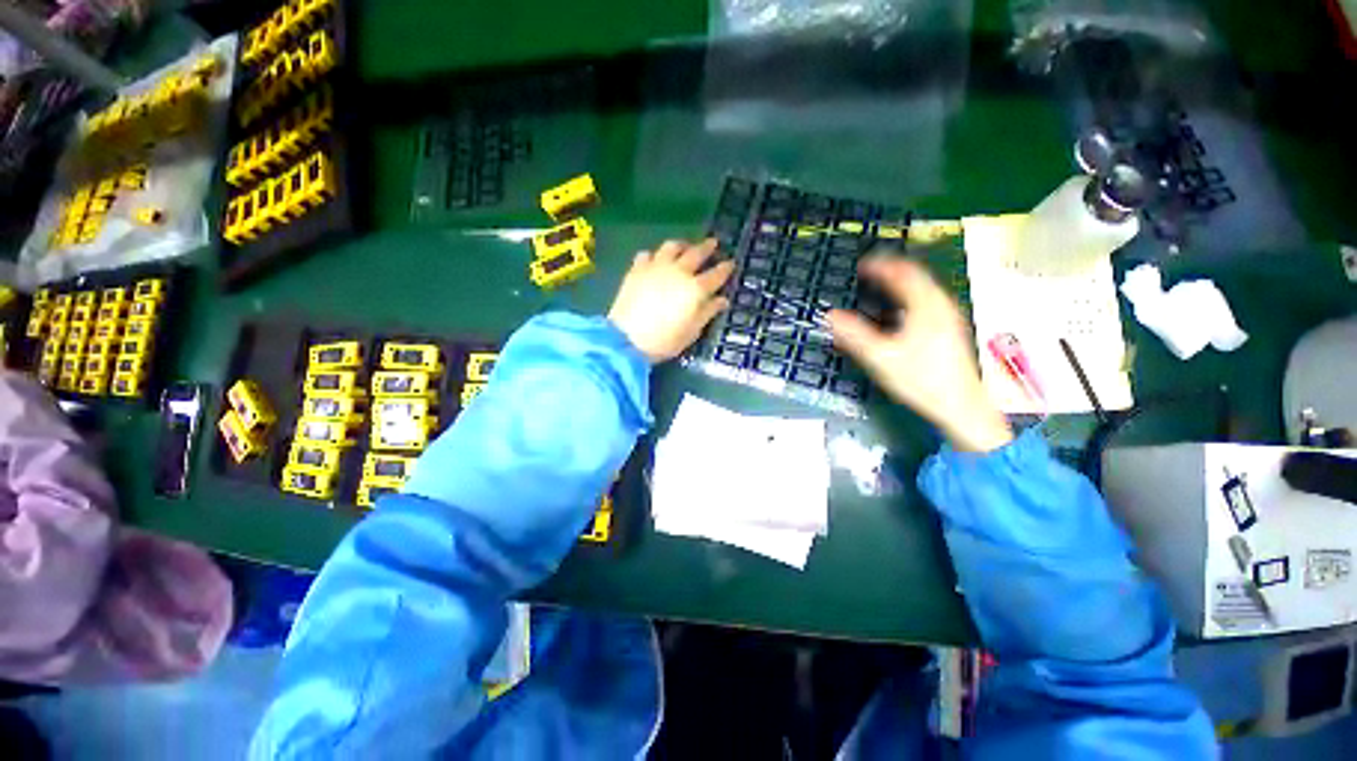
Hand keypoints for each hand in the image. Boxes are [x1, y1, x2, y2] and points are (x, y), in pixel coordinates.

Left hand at [609, 239, 734, 362]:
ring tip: (685, 246)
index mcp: (695, 289)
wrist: (627, 339)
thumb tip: (722, 300)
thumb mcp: (692, 331)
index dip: (725, 268)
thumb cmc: (664, 341)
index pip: (716, 275)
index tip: (731, 263)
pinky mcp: (637, 269)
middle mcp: (678, 272)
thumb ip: (708, 312)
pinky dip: (654, 255)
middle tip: (713, 243)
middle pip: (696, 253)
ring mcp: (656, 267)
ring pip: (672, 247)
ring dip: (682, 245)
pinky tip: (654, 260)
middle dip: (707, 247)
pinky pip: (647, 254)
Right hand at [828, 256, 1012, 452]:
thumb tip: (830, 315)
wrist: (960, 406)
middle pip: (917, 275)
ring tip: (882, 283)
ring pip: (925, 286)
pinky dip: (911, 294)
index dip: (880, 265)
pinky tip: (901, 308)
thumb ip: (854, 335)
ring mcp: (949, 316)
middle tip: (869, 270)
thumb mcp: (880, 358)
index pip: (902, 273)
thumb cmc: (920, 380)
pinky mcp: (950, 328)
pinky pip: (929, 299)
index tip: (861, 264)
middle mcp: (941, 305)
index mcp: (925, 307)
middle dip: (892, 269)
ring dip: (902, 280)